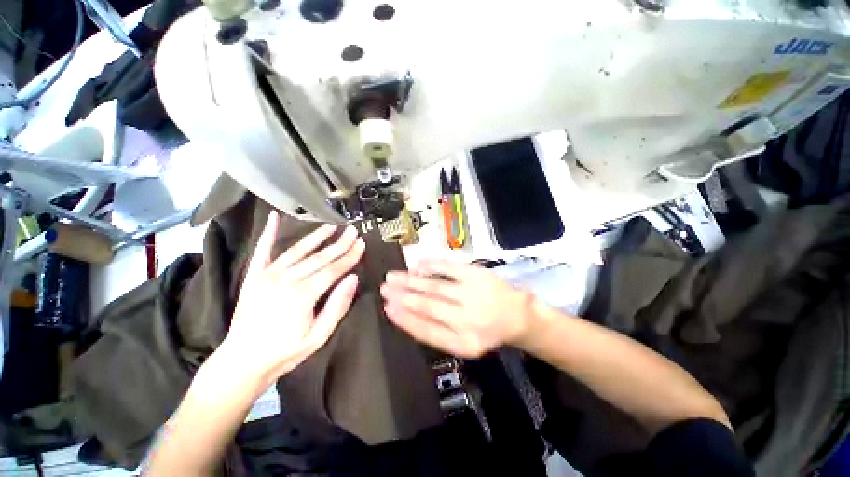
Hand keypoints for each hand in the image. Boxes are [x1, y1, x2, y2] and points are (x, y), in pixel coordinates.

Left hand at [220, 212, 364, 383]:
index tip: (362, 243)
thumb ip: (337, 306)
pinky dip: (268, 233)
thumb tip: (353, 278)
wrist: (241, 362)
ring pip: (298, 250)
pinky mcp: (254, 276)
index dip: (350, 256)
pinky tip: (274, 217)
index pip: (333, 270)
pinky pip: (263, 250)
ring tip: (331, 226)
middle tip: (352, 230)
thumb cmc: (284, 352)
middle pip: (319, 257)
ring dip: (316, 236)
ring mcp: (267, 275)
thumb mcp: (319, 336)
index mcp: (302, 295)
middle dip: (339, 243)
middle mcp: (285, 279)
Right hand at [380, 260, 535, 357]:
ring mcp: (472, 294)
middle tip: (383, 288)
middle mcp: (467, 320)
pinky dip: (431, 264)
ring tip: (392, 277)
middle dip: (401, 296)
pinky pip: (449, 267)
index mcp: (463, 343)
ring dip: (410, 280)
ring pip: (434, 286)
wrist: (518, 316)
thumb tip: (405, 314)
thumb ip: (436, 332)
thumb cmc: (486, 331)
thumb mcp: (463, 343)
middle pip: (427, 306)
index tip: (387, 307)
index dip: (403, 318)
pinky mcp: (476, 274)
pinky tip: (416, 264)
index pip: (425, 330)